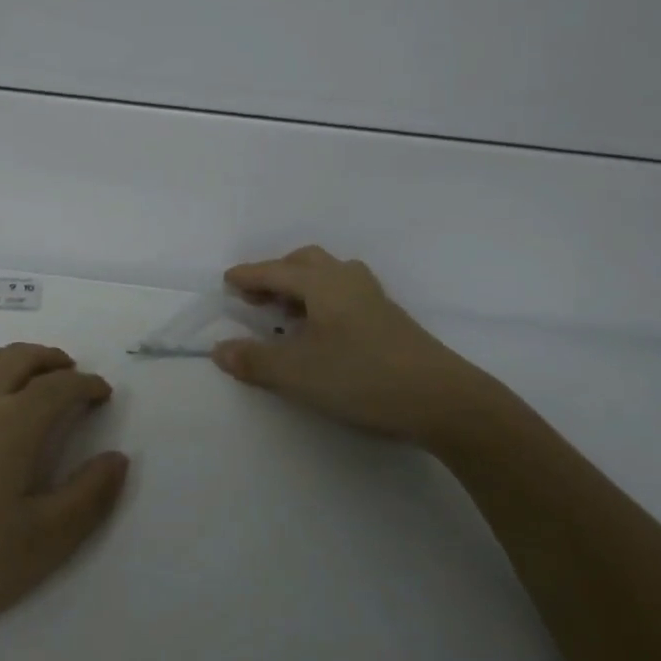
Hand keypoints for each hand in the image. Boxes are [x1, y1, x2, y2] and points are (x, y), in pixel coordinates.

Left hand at [0, 344, 128, 656]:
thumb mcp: (43, 545)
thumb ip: (89, 497)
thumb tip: (118, 458)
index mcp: (12, 424)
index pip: (59, 387)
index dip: (86, 385)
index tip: (101, 393)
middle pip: (17, 358)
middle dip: (49, 360)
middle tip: (68, 374)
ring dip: (3, 358)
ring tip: (18, 373)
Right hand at [211, 246, 530, 462]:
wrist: (441, 399)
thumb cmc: (361, 377)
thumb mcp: (297, 373)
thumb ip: (254, 360)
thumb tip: (219, 350)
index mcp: (322, 284)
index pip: (275, 271)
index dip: (248, 276)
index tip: (227, 281)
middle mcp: (348, 280)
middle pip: (305, 262)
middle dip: (276, 275)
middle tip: (256, 298)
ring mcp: (373, 298)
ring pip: (329, 276)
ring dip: (302, 287)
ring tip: (285, 316)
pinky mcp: (389, 319)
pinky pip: (345, 294)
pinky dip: (322, 301)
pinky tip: (321, 332)